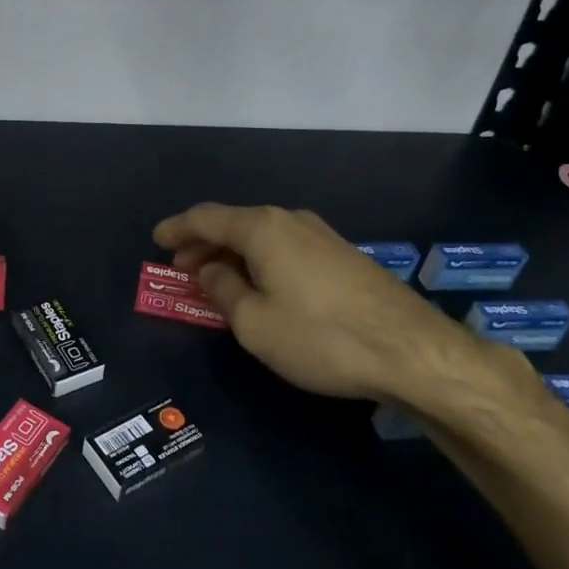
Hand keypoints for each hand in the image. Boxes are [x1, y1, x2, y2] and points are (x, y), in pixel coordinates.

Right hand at [153, 203, 532, 418]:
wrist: (412, 351)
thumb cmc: (321, 337)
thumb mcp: (255, 323)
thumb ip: (223, 291)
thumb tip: (210, 271)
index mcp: (263, 229)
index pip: (206, 218)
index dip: (177, 228)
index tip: (156, 240)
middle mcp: (290, 220)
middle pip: (234, 224)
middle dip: (203, 244)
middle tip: (180, 268)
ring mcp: (321, 235)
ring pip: (262, 237)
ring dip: (232, 255)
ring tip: (215, 280)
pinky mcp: (342, 256)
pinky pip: (285, 249)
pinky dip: (260, 262)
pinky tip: (259, 286)